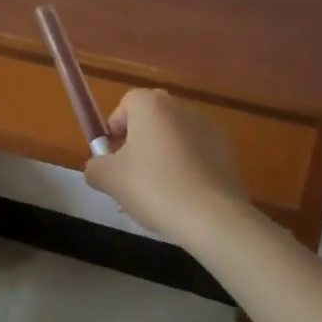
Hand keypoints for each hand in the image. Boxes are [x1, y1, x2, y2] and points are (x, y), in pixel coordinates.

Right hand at [85, 89, 248, 241]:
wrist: (213, 218)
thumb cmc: (154, 188)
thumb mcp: (110, 179)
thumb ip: (95, 167)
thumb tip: (97, 167)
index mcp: (150, 104)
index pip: (124, 106)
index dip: (114, 131)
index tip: (112, 160)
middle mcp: (179, 106)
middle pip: (150, 120)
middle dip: (137, 145)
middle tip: (131, 178)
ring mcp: (207, 127)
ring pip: (174, 139)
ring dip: (163, 158)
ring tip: (158, 196)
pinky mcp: (227, 151)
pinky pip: (196, 154)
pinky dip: (187, 169)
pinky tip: (183, 199)